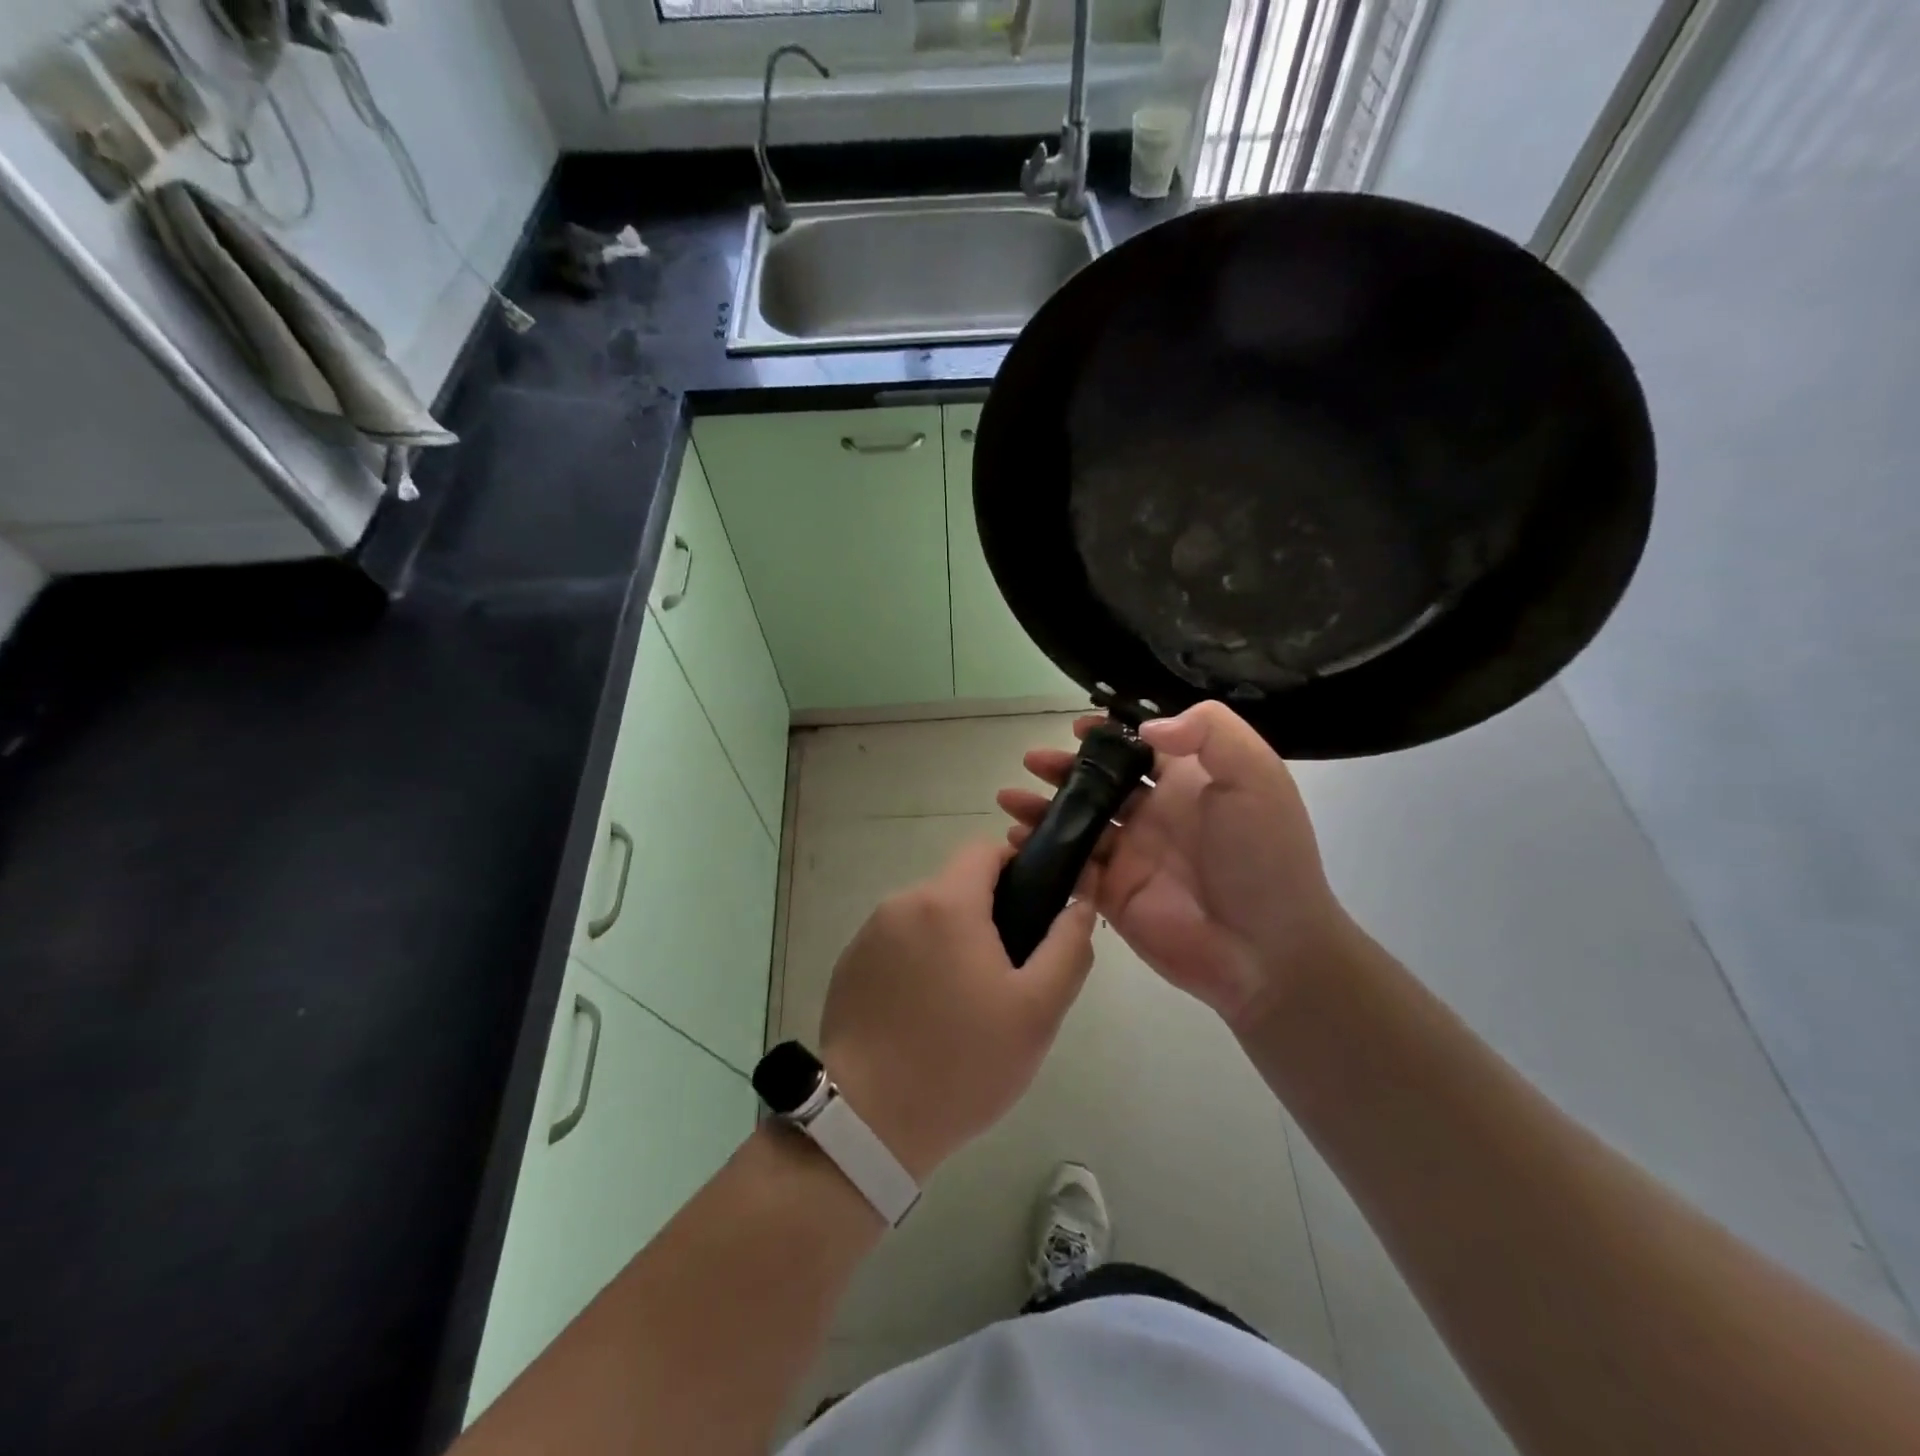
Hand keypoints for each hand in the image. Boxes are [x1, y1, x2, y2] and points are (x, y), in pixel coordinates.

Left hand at [818, 840, 1096, 1182]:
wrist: (869, 1123)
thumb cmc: (963, 1063)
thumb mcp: (1037, 1010)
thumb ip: (1068, 946)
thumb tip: (1080, 901)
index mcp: (946, 902)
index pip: (985, 849)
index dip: (1018, 866)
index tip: (1035, 908)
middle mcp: (901, 903)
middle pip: (957, 886)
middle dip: (987, 915)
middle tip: (1008, 975)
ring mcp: (868, 935)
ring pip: (927, 918)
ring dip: (951, 942)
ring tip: (966, 1003)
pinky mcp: (849, 966)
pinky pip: (897, 945)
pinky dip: (918, 963)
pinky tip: (925, 1015)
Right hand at [997, 701, 1350, 1028]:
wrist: (1267, 950)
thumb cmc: (1264, 856)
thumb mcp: (1256, 776)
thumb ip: (1209, 732)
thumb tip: (1145, 728)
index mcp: (1187, 783)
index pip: (1140, 748)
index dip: (1109, 736)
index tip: (1078, 728)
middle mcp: (1154, 815)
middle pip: (1099, 784)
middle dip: (1064, 770)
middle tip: (1032, 761)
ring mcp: (1131, 856)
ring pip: (1077, 823)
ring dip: (1043, 808)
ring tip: (1009, 798)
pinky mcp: (1113, 895)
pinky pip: (1070, 867)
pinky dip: (1043, 852)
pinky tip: (1017, 839)